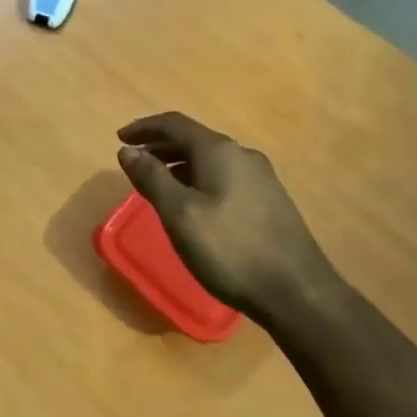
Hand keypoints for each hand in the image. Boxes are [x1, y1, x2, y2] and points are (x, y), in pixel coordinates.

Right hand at [117, 112, 338, 319]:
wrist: (297, 292)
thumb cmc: (230, 249)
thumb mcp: (179, 214)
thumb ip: (151, 178)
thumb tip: (127, 150)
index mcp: (219, 151)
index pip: (174, 124)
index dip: (144, 127)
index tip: (119, 138)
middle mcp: (242, 155)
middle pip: (193, 139)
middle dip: (160, 146)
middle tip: (134, 162)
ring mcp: (261, 178)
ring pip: (210, 160)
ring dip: (179, 164)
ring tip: (157, 184)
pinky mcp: (270, 201)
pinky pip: (224, 177)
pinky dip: (199, 179)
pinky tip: (193, 205)